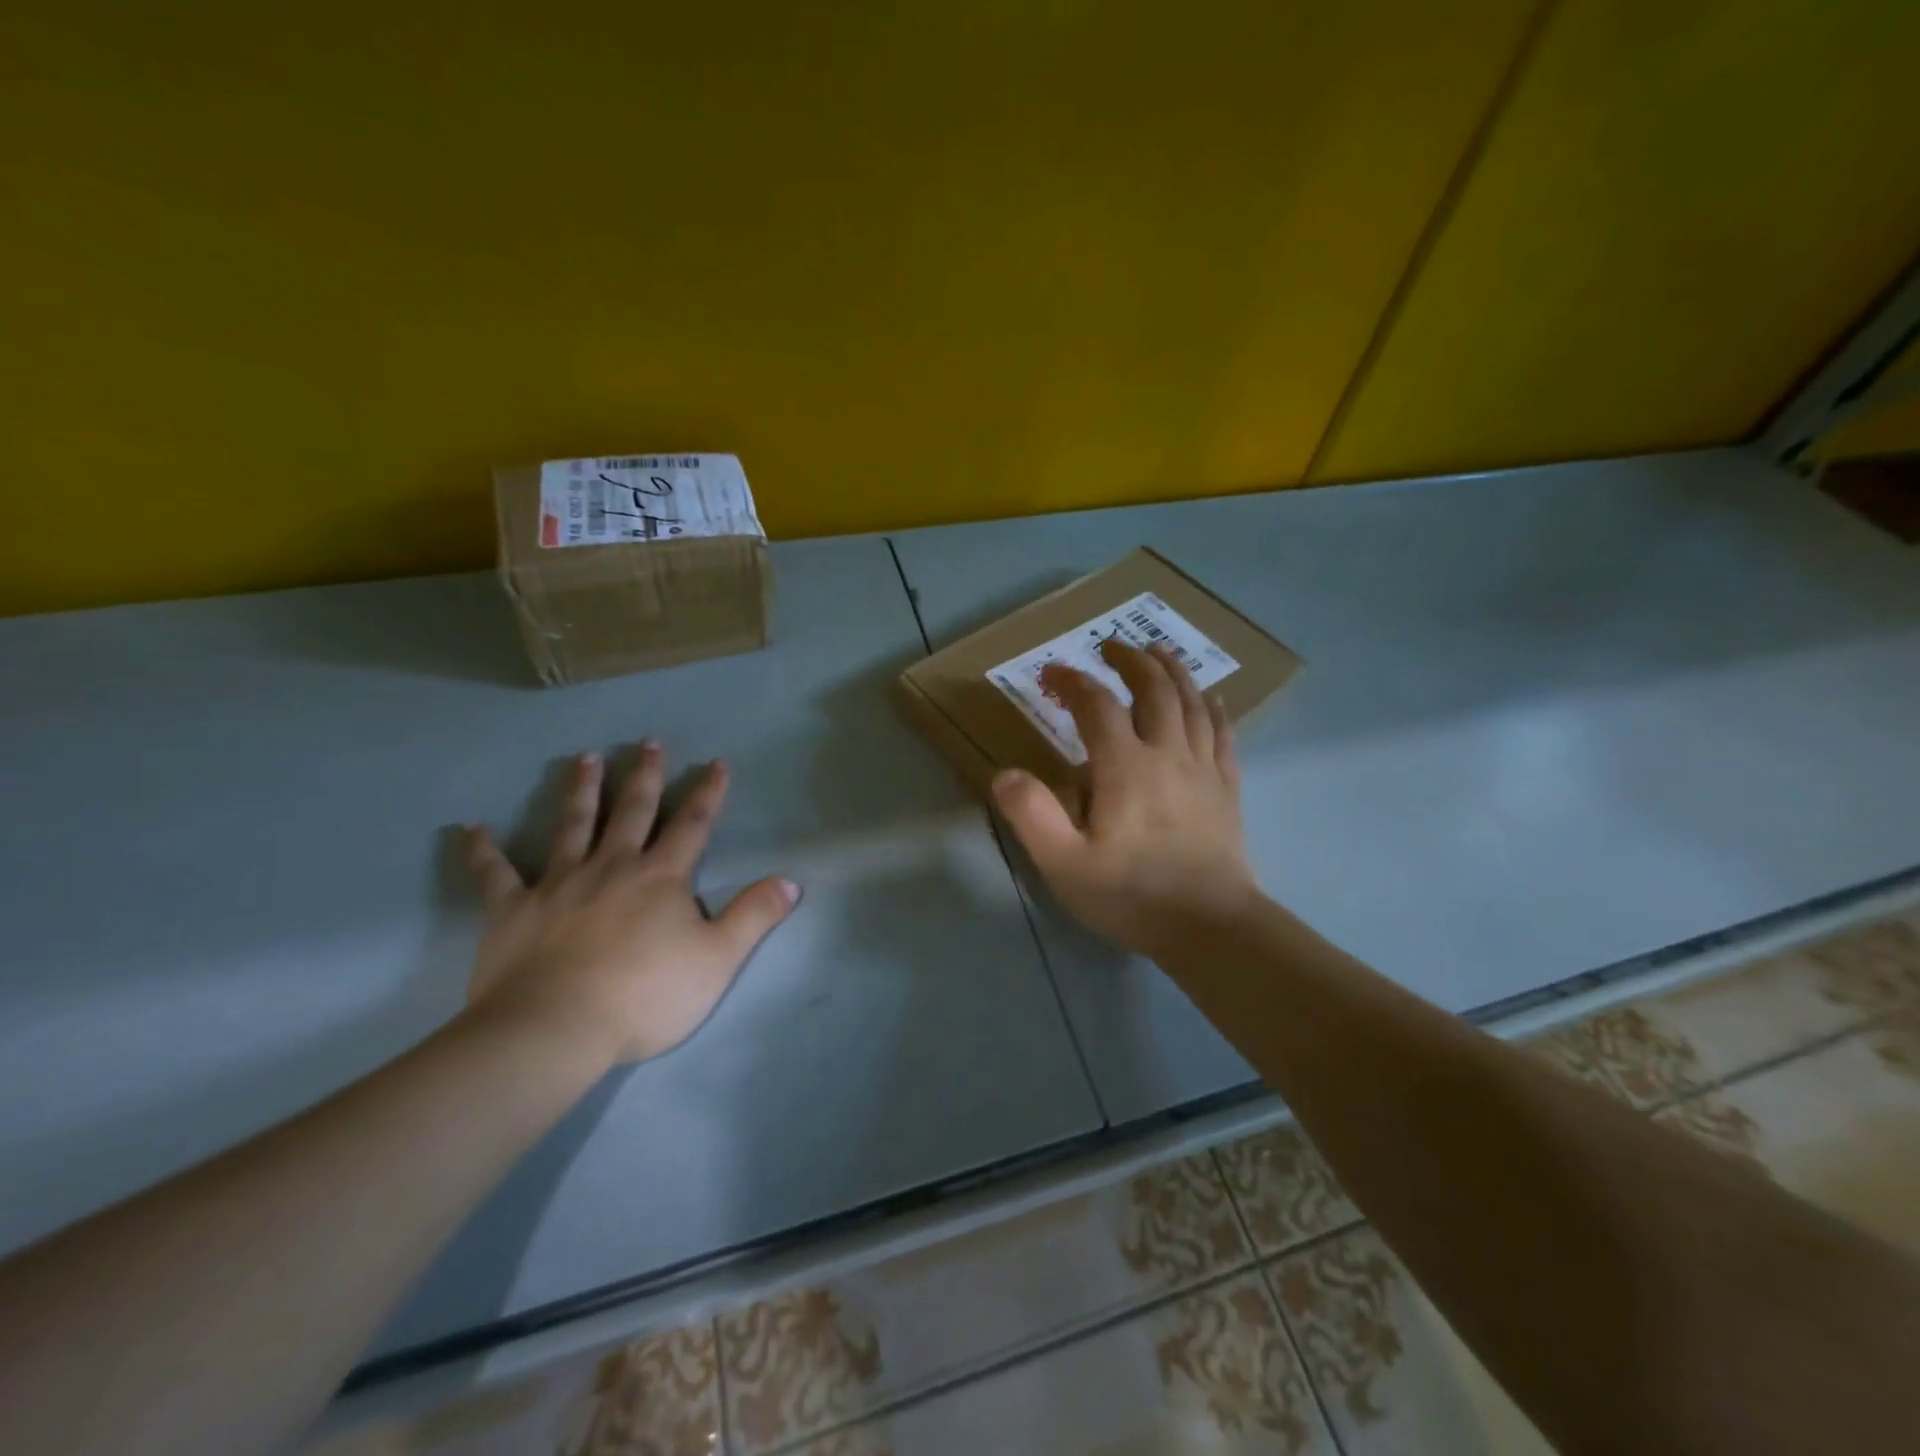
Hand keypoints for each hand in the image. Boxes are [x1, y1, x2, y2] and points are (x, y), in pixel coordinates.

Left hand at [462, 744, 797, 1065]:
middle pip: (633, 812)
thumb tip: (791, 881)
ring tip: (585, 758)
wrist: (555, 1030)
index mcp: (661, 877)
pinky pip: (494, 874)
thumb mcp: (718, 959)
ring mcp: (560, 884)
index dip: (708, 793)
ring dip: (582, 790)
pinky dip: (482, 851)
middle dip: (645, 776)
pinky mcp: (513, 910)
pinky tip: (470, 829)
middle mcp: (612, 866)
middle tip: (648, 742)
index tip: (716, 763)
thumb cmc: (645, 996)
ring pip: (573, 825)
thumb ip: (754, 916)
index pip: (692, 825)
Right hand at [991, 640, 1261, 961]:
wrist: (1211, 928)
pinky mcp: (1227, 789)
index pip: (1096, 705)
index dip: (1072, 682)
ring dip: (1173, 671)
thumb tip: (1005, 774)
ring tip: (1159, 652)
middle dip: (1130, 661)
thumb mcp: (1065, 864)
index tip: (1051, 673)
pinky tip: (1212, 699)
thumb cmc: (1132, 896)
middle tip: (1111, 645)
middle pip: (1154, 690)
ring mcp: (1203, 769)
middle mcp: (1167, 754)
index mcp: (1125, 767)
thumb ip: (1032, 815)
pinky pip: (1223, 734)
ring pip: (1192, 702)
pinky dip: (1214, 709)